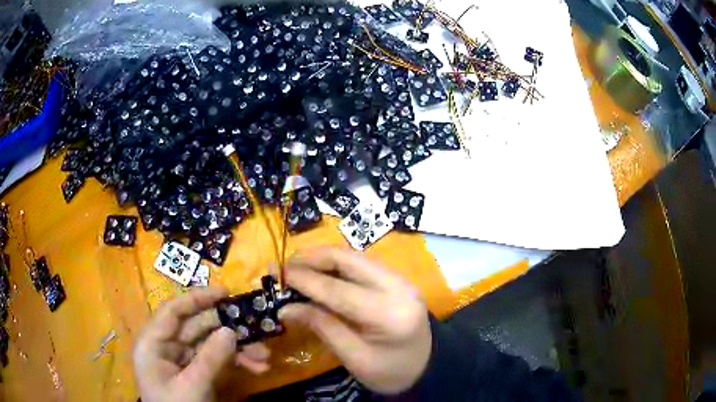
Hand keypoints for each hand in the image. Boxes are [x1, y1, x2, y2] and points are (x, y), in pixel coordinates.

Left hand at [133, 288, 270, 401]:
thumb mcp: (192, 386)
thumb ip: (210, 359)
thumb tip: (231, 330)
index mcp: (153, 343)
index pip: (173, 311)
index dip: (197, 298)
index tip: (225, 293)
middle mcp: (166, 346)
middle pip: (197, 327)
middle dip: (228, 330)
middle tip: (256, 327)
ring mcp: (183, 360)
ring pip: (210, 344)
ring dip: (238, 349)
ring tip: (264, 357)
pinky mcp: (196, 373)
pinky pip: (216, 361)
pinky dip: (236, 363)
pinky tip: (257, 368)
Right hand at [279, 248, 430, 394]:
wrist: (427, 367)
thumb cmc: (390, 372)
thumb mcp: (354, 358)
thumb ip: (322, 327)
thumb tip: (285, 308)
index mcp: (389, 314)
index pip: (339, 290)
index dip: (304, 279)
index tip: (275, 273)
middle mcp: (398, 287)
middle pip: (348, 259)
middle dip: (311, 258)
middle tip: (283, 266)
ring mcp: (400, 279)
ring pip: (354, 256)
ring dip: (322, 258)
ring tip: (296, 267)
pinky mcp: (397, 279)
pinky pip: (361, 263)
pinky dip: (336, 264)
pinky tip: (319, 272)